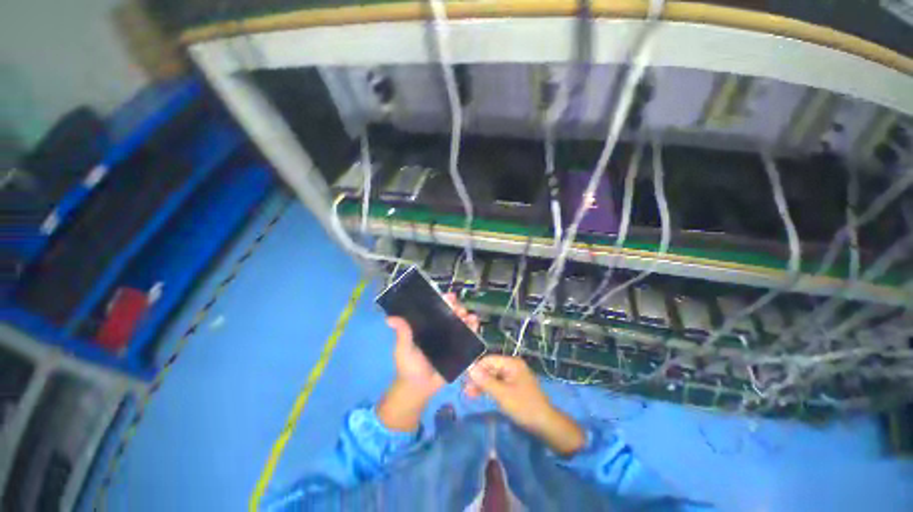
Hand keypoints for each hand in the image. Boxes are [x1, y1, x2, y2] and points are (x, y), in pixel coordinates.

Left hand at [378, 293, 478, 431]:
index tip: (449, 297)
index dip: (444, 300)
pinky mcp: (459, 350)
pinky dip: (473, 330)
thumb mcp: (403, 348)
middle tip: (460, 309)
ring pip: (462, 323)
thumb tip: (389, 318)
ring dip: (467, 317)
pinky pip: (468, 338)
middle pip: (452, 313)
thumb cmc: (408, 365)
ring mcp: (451, 339)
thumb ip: (402, 333)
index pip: (437, 308)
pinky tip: (475, 325)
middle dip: (458, 308)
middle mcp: (441, 329)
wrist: (418, 388)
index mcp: (428, 325)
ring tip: (469, 317)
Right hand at [466, 355, 584, 455]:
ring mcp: (514, 376)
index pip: (488, 360)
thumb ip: (485, 381)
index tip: (464, 380)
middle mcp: (513, 366)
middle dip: (478, 378)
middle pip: (490, 368)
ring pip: (493, 377)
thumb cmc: (524, 407)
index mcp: (511, 363)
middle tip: (465, 391)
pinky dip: (490, 389)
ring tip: (469, 395)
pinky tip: (481, 395)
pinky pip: (499, 384)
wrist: (546, 425)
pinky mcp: (515, 386)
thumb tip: (469, 368)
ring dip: (482, 385)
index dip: (476, 368)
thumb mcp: (502, 394)